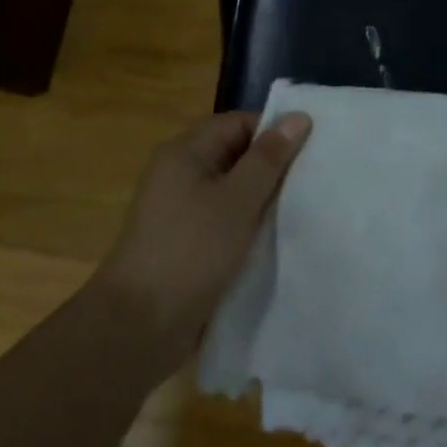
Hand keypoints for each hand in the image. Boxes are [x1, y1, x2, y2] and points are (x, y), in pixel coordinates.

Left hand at [93, 110, 311, 374]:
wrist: (136, 330)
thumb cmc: (190, 252)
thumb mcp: (237, 201)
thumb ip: (269, 158)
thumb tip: (298, 116)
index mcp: (185, 151)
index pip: (239, 124)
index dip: (274, 132)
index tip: (309, 152)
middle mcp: (179, 173)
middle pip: (235, 156)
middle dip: (271, 168)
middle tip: (311, 182)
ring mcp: (179, 211)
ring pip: (231, 192)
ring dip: (261, 201)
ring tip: (300, 211)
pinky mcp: (184, 245)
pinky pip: (222, 222)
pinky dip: (246, 227)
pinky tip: (273, 241)